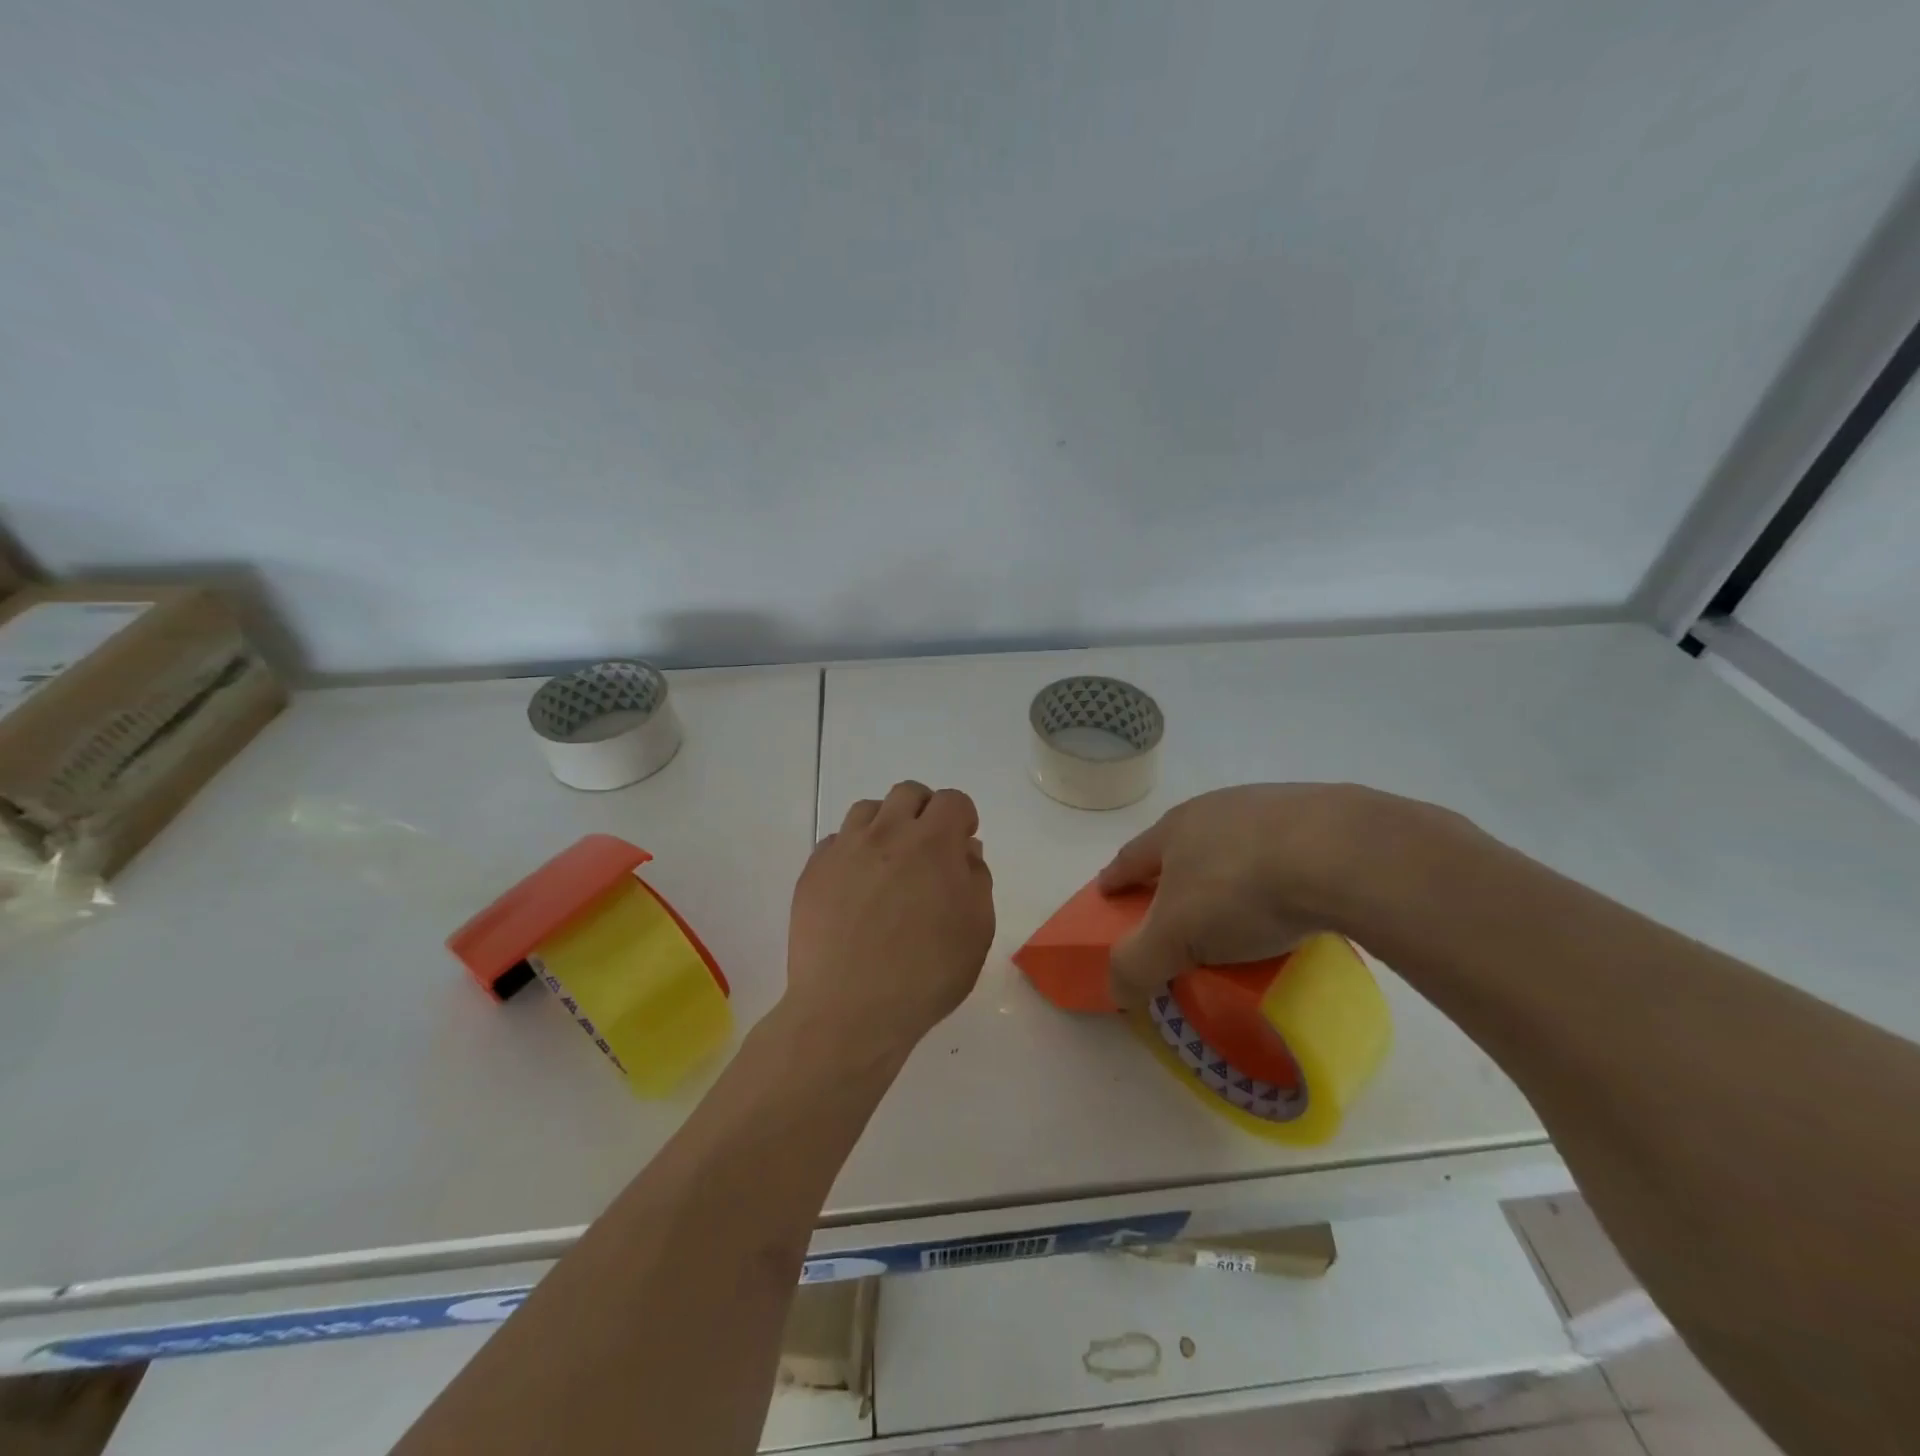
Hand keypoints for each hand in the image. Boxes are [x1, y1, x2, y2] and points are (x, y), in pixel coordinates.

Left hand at [784, 781, 995, 1059]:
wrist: (849, 1009)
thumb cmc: (926, 974)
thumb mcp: (977, 931)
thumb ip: (976, 880)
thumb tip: (964, 851)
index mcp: (933, 843)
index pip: (952, 801)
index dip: (962, 819)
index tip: (961, 846)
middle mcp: (887, 833)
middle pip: (908, 793)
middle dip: (924, 811)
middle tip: (927, 850)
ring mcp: (844, 849)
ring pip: (867, 810)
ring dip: (885, 825)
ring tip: (888, 864)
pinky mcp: (813, 871)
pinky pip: (836, 841)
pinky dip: (851, 852)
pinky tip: (855, 888)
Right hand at [1096, 783, 1426, 1006]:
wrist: (1341, 852)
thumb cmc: (1241, 889)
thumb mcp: (1175, 938)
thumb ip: (1136, 963)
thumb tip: (1116, 989)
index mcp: (1175, 830)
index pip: (1132, 857)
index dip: (1116, 878)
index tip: (1106, 893)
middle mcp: (1216, 808)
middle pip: (1183, 842)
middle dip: (1174, 871)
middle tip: (1177, 905)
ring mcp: (1270, 806)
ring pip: (1237, 841)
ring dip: (1230, 868)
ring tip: (1244, 907)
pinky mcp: (1322, 815)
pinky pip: (1289, 849)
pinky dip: (1282, 871)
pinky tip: (1297, 897)